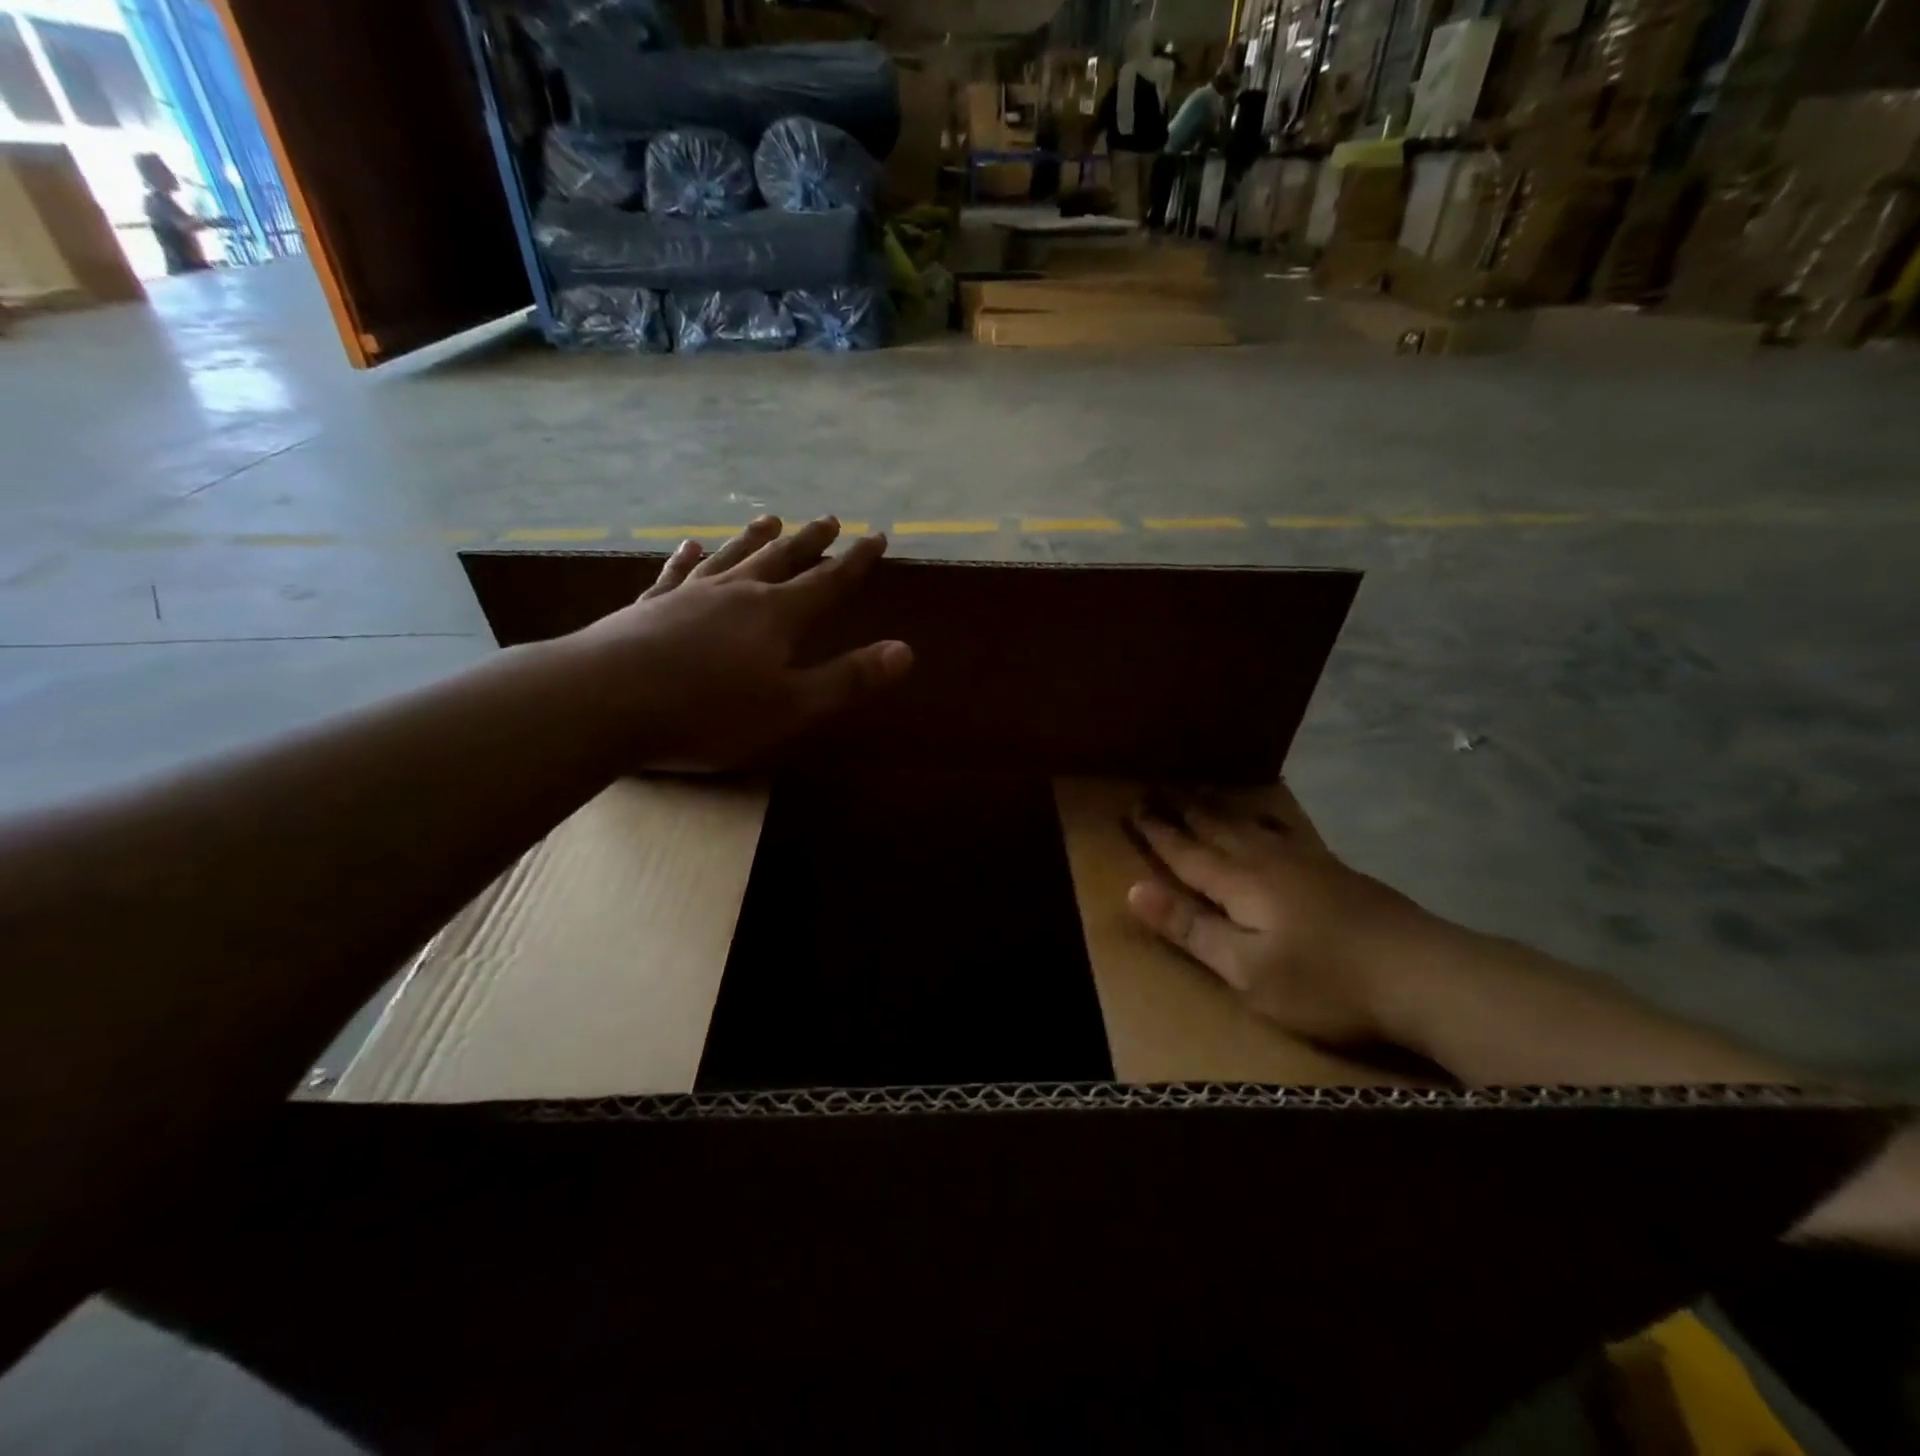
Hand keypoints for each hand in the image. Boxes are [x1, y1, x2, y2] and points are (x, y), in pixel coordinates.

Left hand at [570, 515, 912, 770]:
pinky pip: (675, 572)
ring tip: (770, 517)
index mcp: (777, 617)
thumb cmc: (707, 713)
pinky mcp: (648, 607)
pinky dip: (688, 556)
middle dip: (810, 541)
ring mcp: (688, 595)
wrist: (602, 701)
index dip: (857, 561)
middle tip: (830, 518)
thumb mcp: (792, 708)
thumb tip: (905, 651)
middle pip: (782, 559)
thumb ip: (848, 679)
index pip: (829, 582)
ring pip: (732, 556)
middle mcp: (737, 593)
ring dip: (755, 537)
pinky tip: (690, 543)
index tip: (877, 536)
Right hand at [1125, 785, 1437, 1045]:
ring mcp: (1307, 862)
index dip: (1158, 832)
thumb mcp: (1247, 970)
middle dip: (1183, 809)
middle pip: (1216, 828)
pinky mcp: (1337, 872)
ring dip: (1219, 807)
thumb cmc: (1325, 982)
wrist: (1425, 974)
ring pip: (1250, 824)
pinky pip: (1284, 830)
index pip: (1186, 853)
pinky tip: (1268, 820)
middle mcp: (1268, 861)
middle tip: (1157, 786)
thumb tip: (1133, 890)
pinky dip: (1262, 818)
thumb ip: (1191, 929)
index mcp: (1240, 884)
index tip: (1133, 807)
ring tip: (1201, 789)